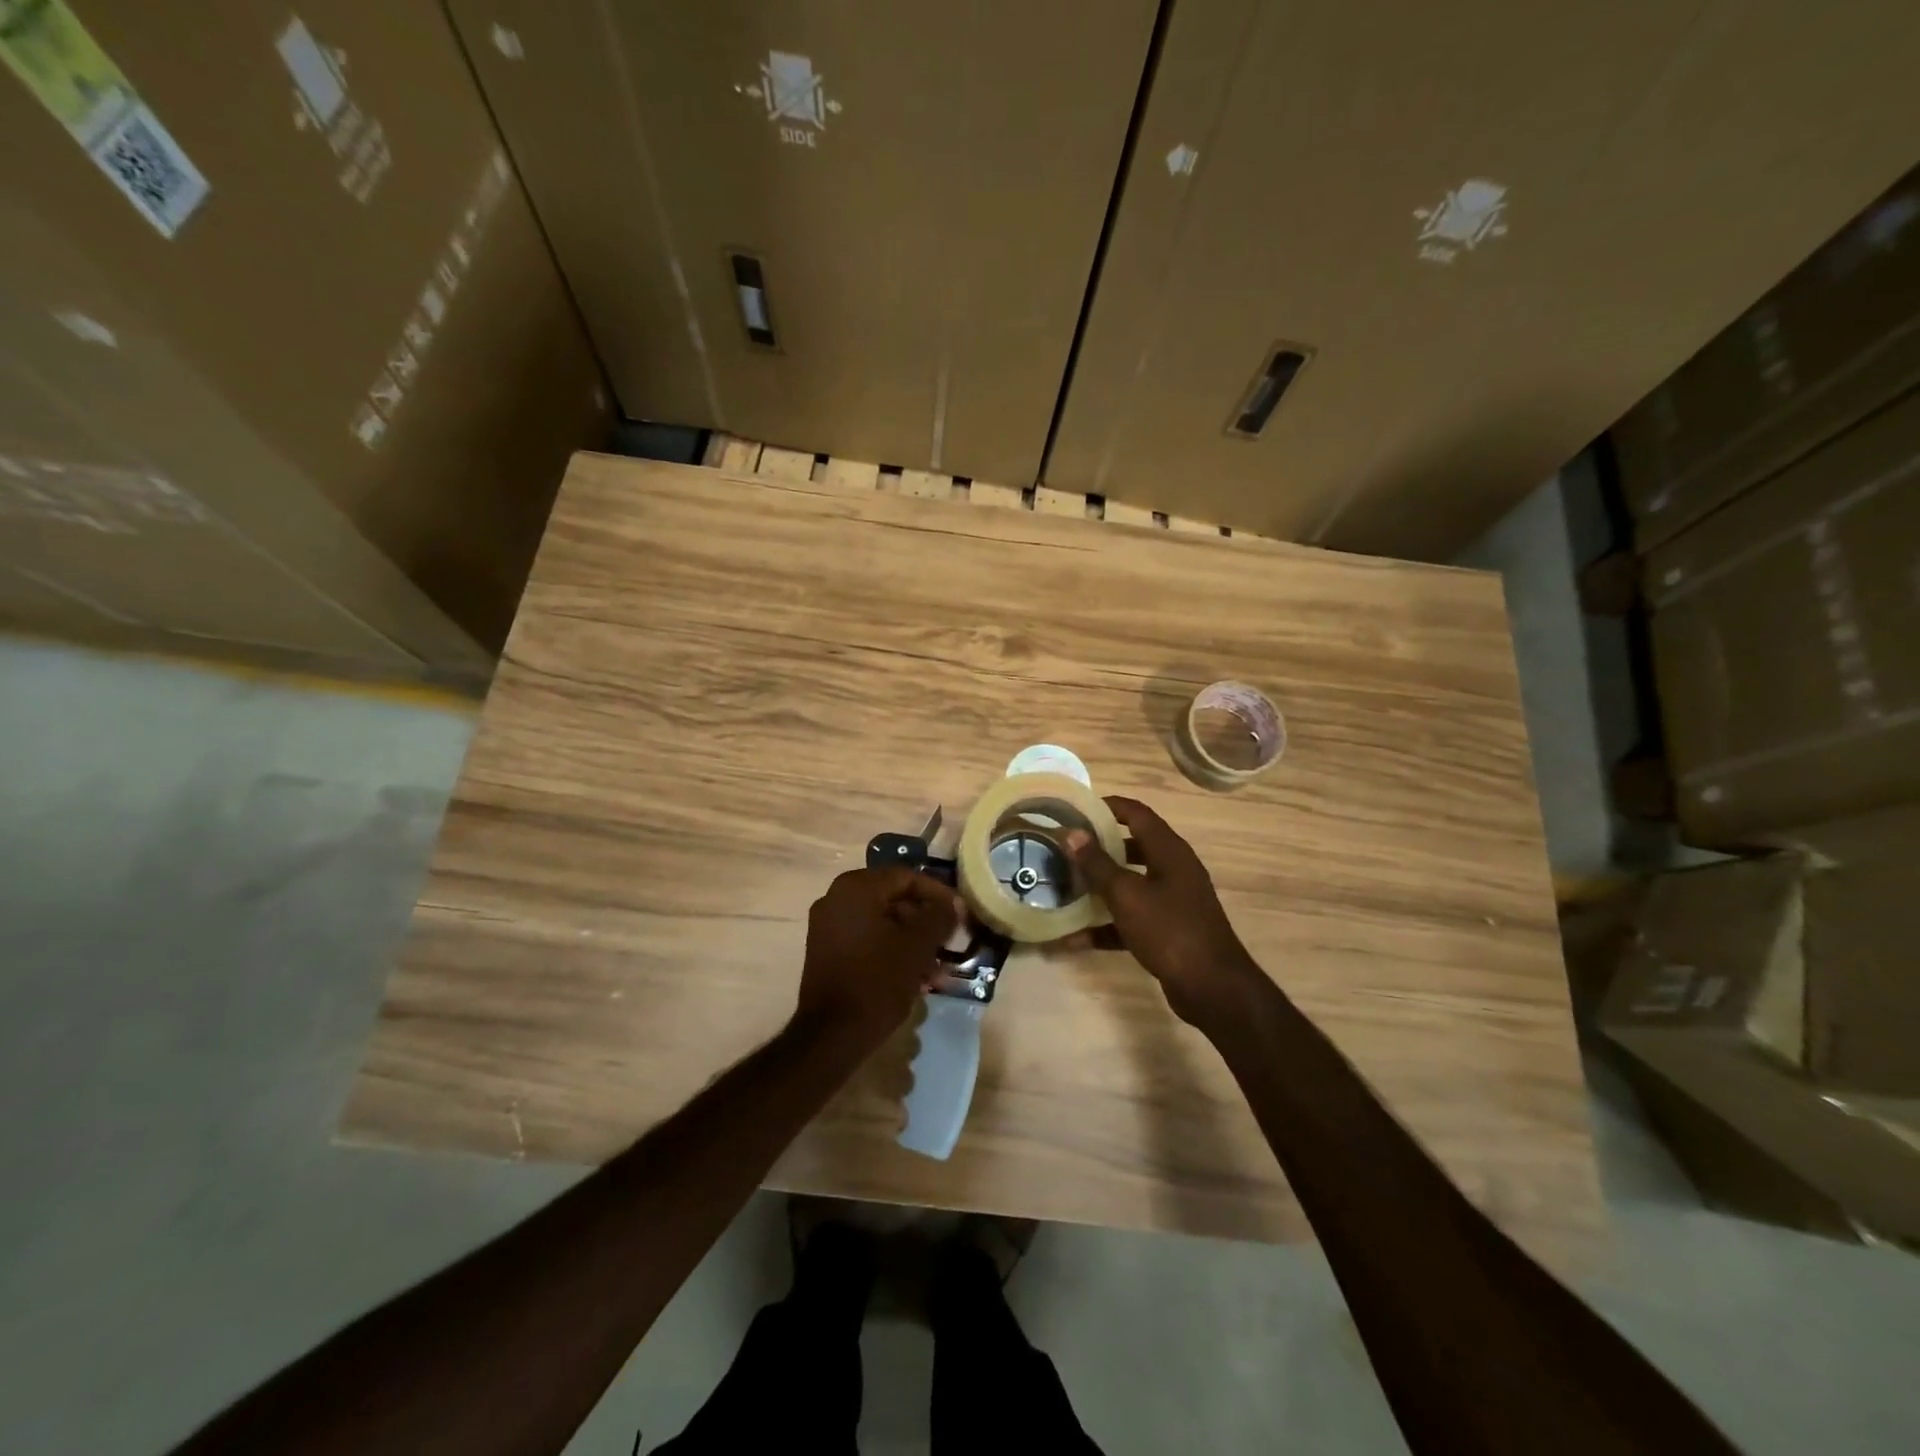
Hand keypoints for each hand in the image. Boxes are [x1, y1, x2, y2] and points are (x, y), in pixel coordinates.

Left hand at [796, 867, 960, 1048]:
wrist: (831, 1034)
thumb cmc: (878, 981)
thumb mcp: (918, 946)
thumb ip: (939, 917)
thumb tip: (952, 904)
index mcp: (856, 888)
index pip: (907, 877)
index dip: (938, 894)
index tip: (960, 913)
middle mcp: (836, 898)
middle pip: (893, 899)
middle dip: (925, 921)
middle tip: (950, 940)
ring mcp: (827, 925)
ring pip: (882, 922)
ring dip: (911, 940)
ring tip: (937, 966)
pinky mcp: (826, 951)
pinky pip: (867, 939)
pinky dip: (891, 950)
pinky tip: (916, 976)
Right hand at [1065, 797, 1262, 1027]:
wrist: (1212, 988)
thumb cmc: (1170, 931)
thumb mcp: (1127, 895)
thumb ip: (1098, 864)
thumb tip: (1072, 833)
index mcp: (1169, 851)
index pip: (1137, 813)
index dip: (1108, 806)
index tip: (1076, 808)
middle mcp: (1173, 870)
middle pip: (1132, 847)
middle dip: (1098, 847)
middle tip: (1065, 847)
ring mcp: (1172, 901)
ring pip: (1129, 884)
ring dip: (1099, 886)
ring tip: (1064, 886)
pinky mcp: (1167, 930)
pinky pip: (1130, 919)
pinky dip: (1106, 925)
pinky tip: (1074, 938)